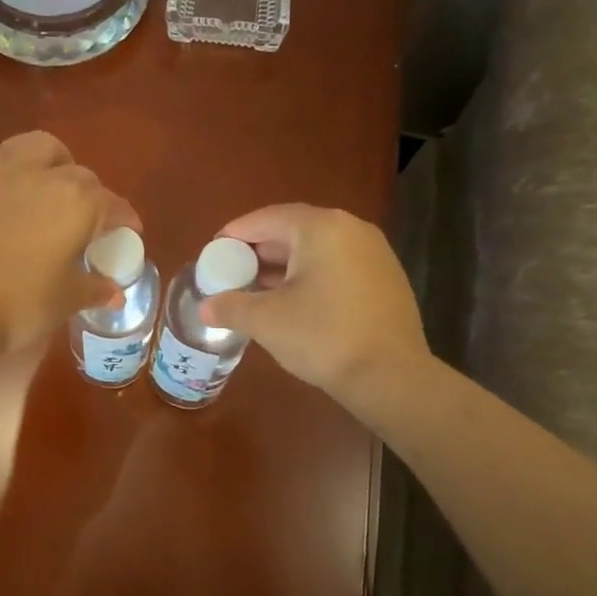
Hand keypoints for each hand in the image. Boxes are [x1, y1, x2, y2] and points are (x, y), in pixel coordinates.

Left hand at [0, 132, 138, 355]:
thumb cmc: (22, 303)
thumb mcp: (67, 299)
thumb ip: (94, 288)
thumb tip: (114, 293)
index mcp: (79, 201)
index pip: (113, 205)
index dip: (124, 220)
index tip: (128, 232)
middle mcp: (45, 175)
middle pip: (79, 174)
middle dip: (90, 193)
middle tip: (86, 220)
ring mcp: (2, 172)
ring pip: (37, 148)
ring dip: (52, 163)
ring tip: (49, 189)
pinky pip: (1, 162)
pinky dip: (14, 173)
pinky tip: (11, 199)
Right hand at [197, 204, 431, 416]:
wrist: (391, 376)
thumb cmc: (323, 337)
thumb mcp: (266, 321)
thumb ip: (231, 307)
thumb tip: (205, 309)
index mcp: (321, 228)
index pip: (267, 218)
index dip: (236, 233)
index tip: (214, 250)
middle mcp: (351, 230)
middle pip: (294, 231)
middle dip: (259, 251)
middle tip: (231, 271)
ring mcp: (374, 254)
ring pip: (316, 251)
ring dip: (284, 267)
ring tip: (255, 289)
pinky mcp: (385, 280)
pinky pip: (336, 267)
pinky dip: (310, 277)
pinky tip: (292, 303)